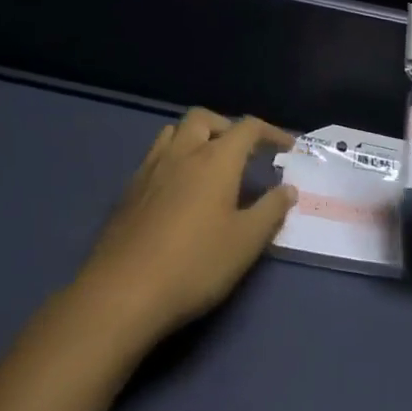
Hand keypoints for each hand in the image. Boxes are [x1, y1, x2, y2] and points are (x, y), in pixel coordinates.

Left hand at [77, 109, 296, 346]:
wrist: (123, 292)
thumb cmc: (195, 264)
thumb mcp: (245, 242)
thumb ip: (270, 211)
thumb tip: (288, 189)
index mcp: (215, 159)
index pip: (247, 128)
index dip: (271, 132)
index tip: (287, 147)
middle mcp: (182, 153)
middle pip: (204, 118)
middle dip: (227, 126)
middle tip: (242, 151)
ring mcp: (150, 169)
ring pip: (173, 132)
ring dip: (196, 137)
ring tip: (208, 164)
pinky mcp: (129, 191)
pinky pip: (154, 156)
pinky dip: (173, 159)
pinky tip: (177, 190)